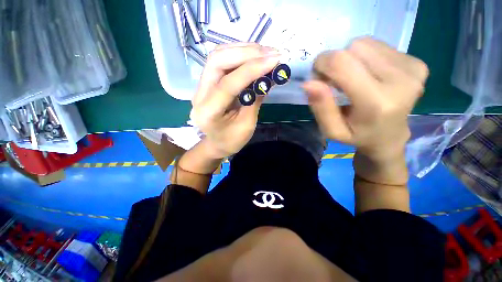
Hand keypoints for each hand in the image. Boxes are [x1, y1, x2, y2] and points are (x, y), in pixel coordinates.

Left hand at [190, 43, 280, 157]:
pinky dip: (239, 55)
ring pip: (218, 56)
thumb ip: (255, 100)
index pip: (228, 84)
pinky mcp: (208, 82)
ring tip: (265, 52)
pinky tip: (254, 56)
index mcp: (208, 112)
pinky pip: (222, 61)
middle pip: (217, 60)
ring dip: (243, 50)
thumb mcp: (247, 125)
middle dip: (246, 53)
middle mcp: (200, 94)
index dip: (251, 69)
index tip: (274, 60)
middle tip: (271, 53)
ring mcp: (201, 86)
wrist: (216, 143)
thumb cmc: (232, 140)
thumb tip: (269, 77)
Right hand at [303, 37, 428, 183]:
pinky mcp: (417, 63)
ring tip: (353, 79)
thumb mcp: (332, 130)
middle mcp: (401, 80)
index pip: (342, 63)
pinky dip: (365, 58)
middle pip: (354, 48)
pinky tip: (368, 75)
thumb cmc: (357, 136)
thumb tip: (309, 82)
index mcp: (377, 102)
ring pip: (366, 43)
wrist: (390, 136)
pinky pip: (379, 46)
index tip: (318, 78)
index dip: (323, 64)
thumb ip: (321, 108)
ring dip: (351, 59)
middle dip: (336, 62)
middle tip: (336, 82)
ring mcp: (412, 69)